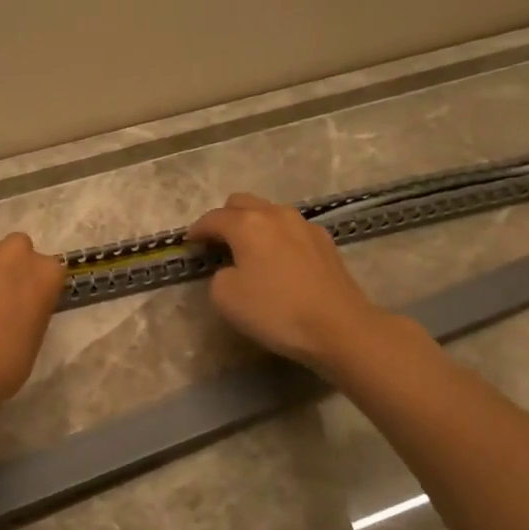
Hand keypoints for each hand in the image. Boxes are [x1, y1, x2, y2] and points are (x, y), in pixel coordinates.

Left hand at [0, 233, 65, 410]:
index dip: (38, 288)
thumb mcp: (35, 338)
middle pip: (19, 250)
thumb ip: (32, 310)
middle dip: (12, 268)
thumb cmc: (4, 363)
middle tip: (1, 298)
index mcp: (46, 273)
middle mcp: (16, 253)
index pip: (50, 272)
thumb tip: (18, 309)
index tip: (29, 306)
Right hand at [188, 193, 390, 373]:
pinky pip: (290, 229)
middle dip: (224, 218)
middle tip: (217, 242)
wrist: (339, 327)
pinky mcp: (325, 241)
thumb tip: (231, 269)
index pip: (213, 218)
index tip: (189, 244)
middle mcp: (275, 214)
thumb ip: (218, 275)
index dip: (197, 230)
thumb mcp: (226, 298)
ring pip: (269, 212)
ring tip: (248, 250)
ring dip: (253, 225)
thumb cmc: (276, 311)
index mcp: (247, 224)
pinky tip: (278, 260)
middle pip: (241, 203)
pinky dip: (276, 237)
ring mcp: (304, 225)